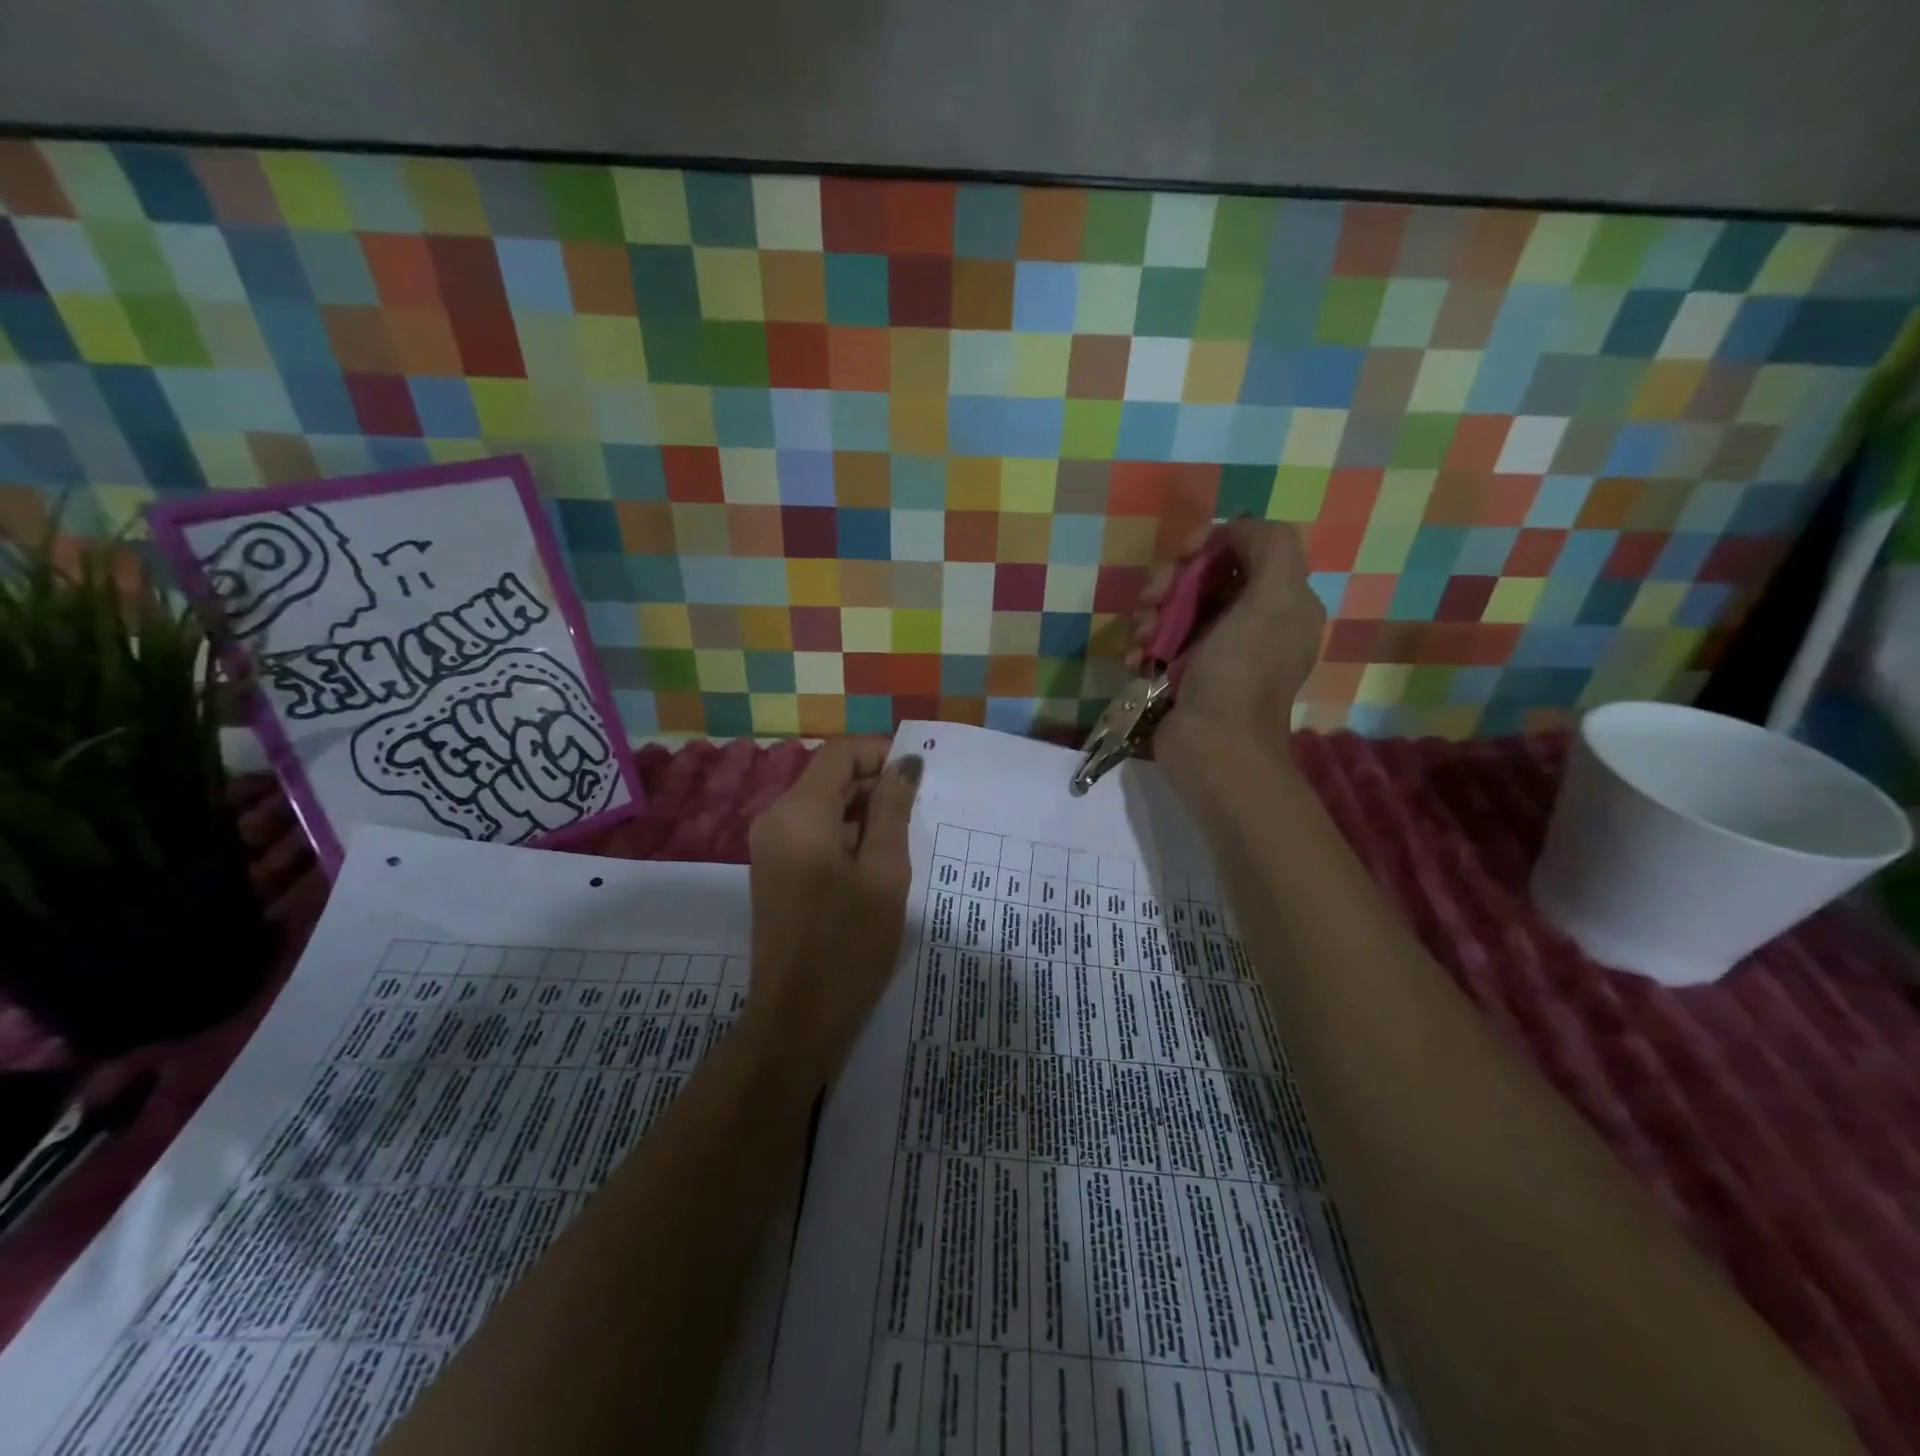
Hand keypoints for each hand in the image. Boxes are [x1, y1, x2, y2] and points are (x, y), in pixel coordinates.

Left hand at [743, 738, 921, 1083]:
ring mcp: (769, 847)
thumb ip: (893, 810)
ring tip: (902, 836)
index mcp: (799, 813)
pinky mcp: (773, 870)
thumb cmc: (849, 943)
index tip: (917, 774)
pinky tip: (874, 860)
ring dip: (860, 810)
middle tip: (918, 808)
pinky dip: (843, 833)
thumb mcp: (884, 872)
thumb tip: (905, 764)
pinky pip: (810, 832)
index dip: (879, 753)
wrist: (797, 1018)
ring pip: (820, 805)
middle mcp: (775, 819)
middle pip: (827, 777)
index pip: (838, 754)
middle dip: (873, 783)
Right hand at [1127, 519, 1323, 798]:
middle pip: (1204, 575)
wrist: (1213, 749)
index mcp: (1281, 600)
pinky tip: (1134, 659)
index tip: (1182, 555)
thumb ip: (1270, 548)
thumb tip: (1237, 528)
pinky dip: (1143, 645)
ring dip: (1149, 616)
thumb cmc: (1240, 675)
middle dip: (1170, 582)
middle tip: (1150, 601)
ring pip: (1175, 607)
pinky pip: (1159, 641)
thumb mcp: (1272, 601)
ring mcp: (1215, 649)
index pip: (1244, 547)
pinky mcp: (1184, 672)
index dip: (1210, 543)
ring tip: (1140, 639)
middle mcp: (1251, 620)